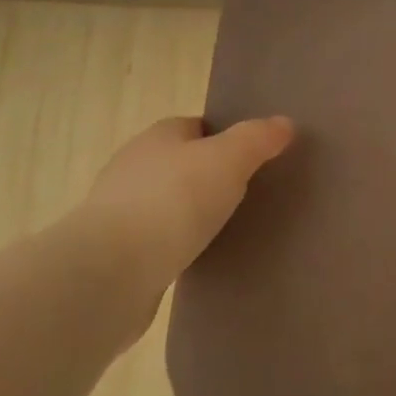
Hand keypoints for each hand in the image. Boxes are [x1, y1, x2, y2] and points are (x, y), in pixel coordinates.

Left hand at [67, 115, 294, 324]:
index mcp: (159, 136)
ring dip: (192, 212)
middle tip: (250, 192)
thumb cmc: (174, 201)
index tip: (254, 157)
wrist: (111, 271)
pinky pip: (158, 239)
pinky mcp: (117, 251)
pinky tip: (201, 256)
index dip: (226, 137)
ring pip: (169, 202)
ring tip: (230, 227)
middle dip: (211, 175)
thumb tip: (283, 123)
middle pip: (182, 163)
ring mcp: (120, 210)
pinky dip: (178, 244)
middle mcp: (134, 166)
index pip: (196, 126)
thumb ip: (258, 138)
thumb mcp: (230, 159)